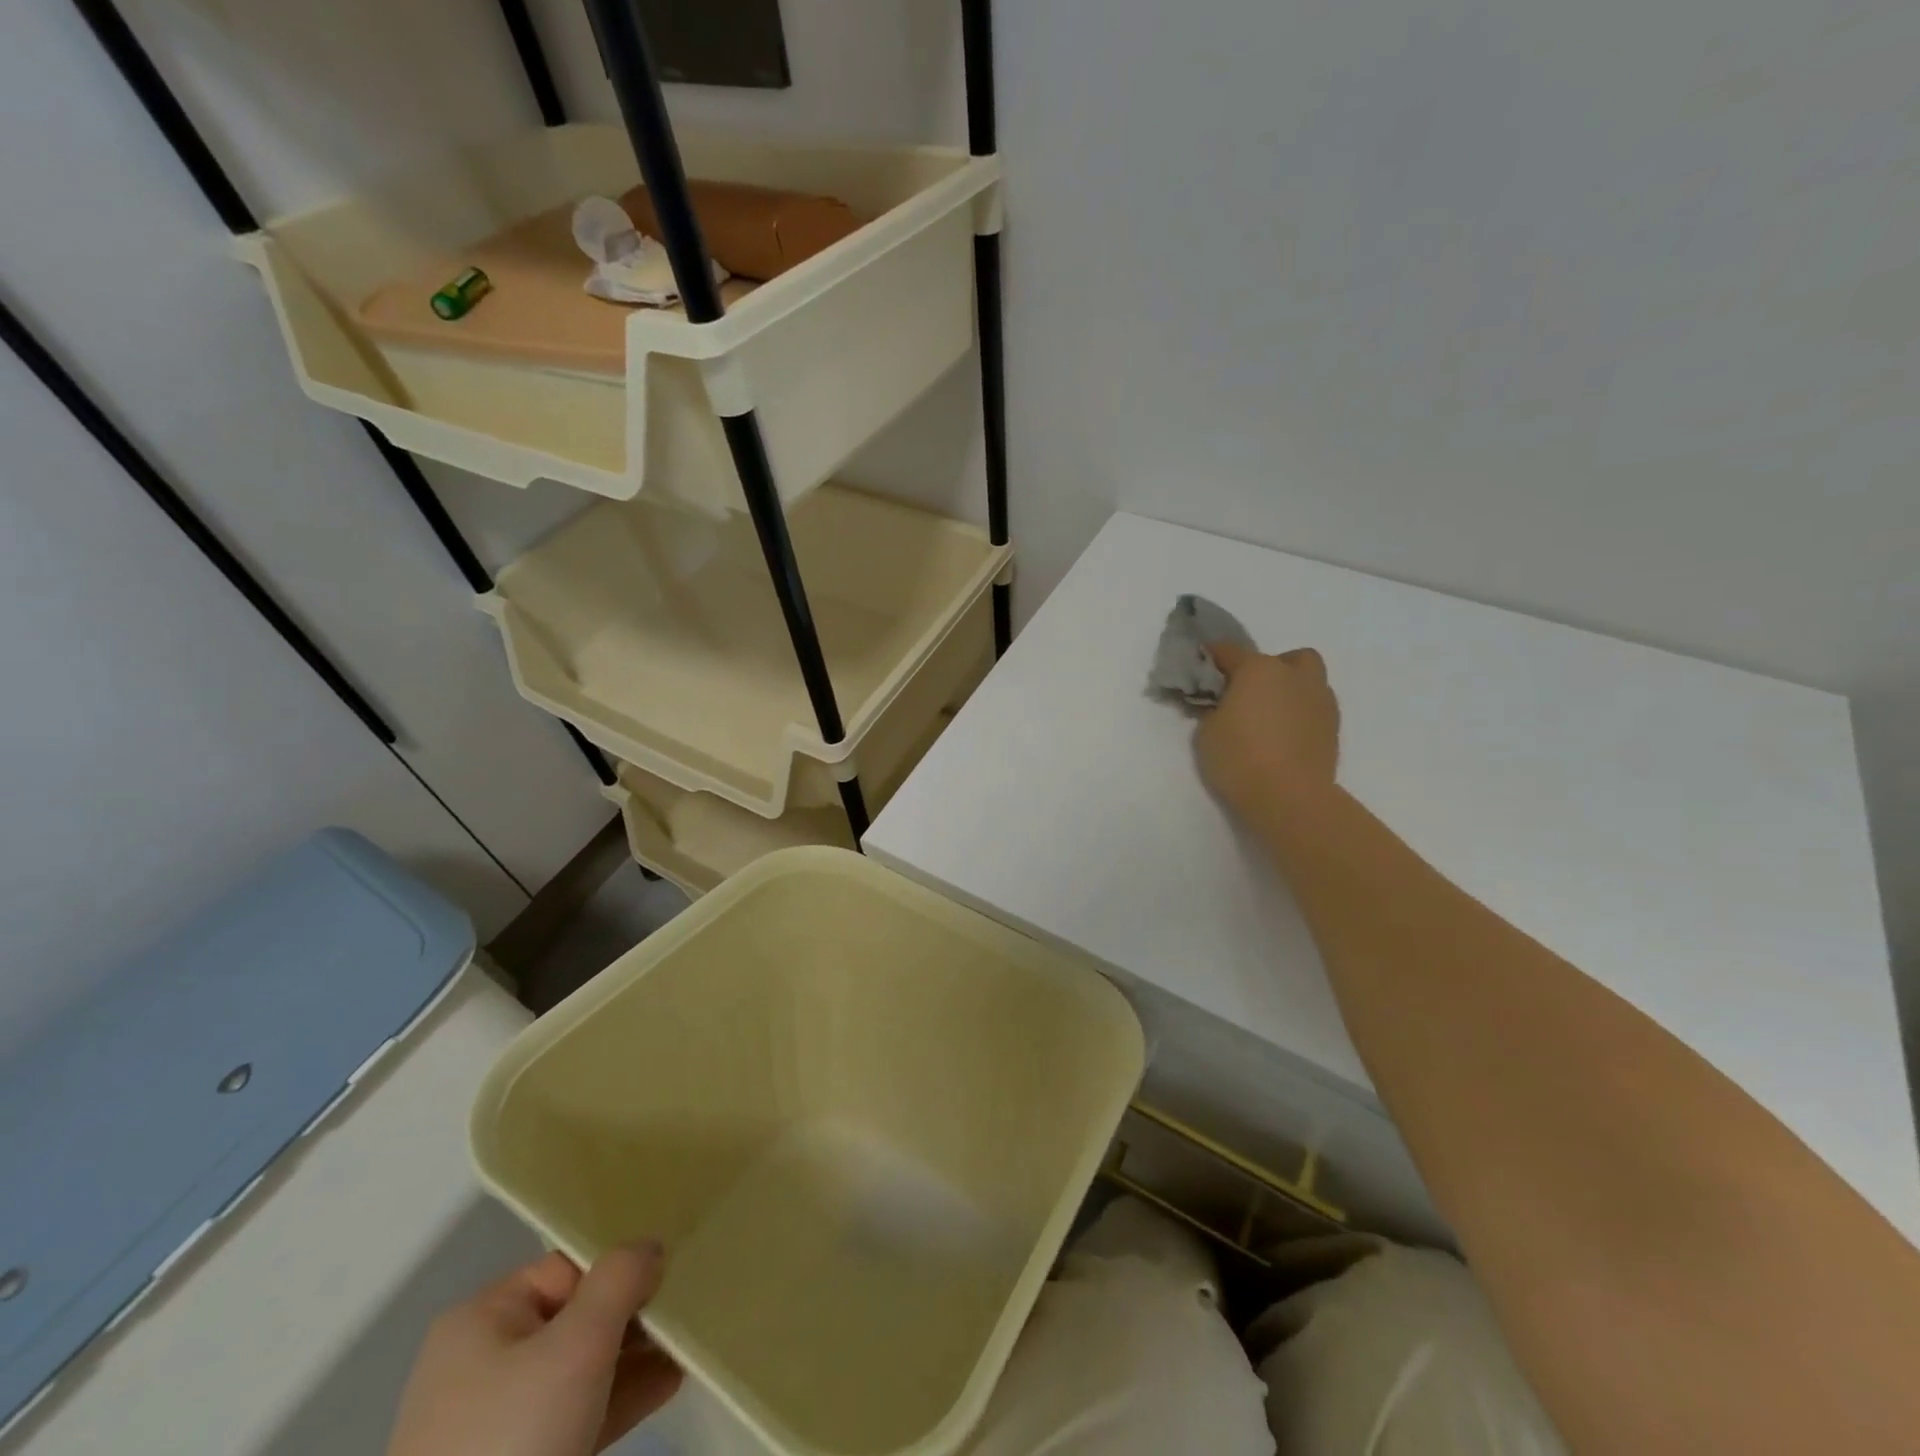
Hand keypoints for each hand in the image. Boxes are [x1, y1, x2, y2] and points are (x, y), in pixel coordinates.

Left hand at [386, 1243, 681, 1455]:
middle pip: (575, 1317)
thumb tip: (649, 1248)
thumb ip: (620, 1279)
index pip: (568, 1269)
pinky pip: (574, 1413)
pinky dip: (618, 1398)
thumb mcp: (579, 1343)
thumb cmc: (516, 1434)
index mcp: (483, 1319)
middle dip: (634, 1316)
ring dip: (635, 1357)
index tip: (669, 1279)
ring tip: (687, 1347)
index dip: (619, 1270)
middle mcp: (482, 1361)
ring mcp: (493, 1420)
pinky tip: (667, 1385)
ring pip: (579, 1370)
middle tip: (686, 1313)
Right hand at [1195, 642, 1340, 816]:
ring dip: (1289, 688)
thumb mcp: (1206, 732)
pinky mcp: (1333, 726)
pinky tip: (1284, 733)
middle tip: (1247, 692)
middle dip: (1267, 668)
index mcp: (1258, 670)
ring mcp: (1320, 699)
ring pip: (1308, 679)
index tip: (1202, 662)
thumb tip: (1221, 704)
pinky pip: (1315, 706)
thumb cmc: (1239, 758)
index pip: (1229, 651)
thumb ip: (1213, 709)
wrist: (1290, 797)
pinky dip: (1300, 712)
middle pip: (1284, 658)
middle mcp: (1294, 676)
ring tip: (1269, 714)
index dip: (1212, 655)